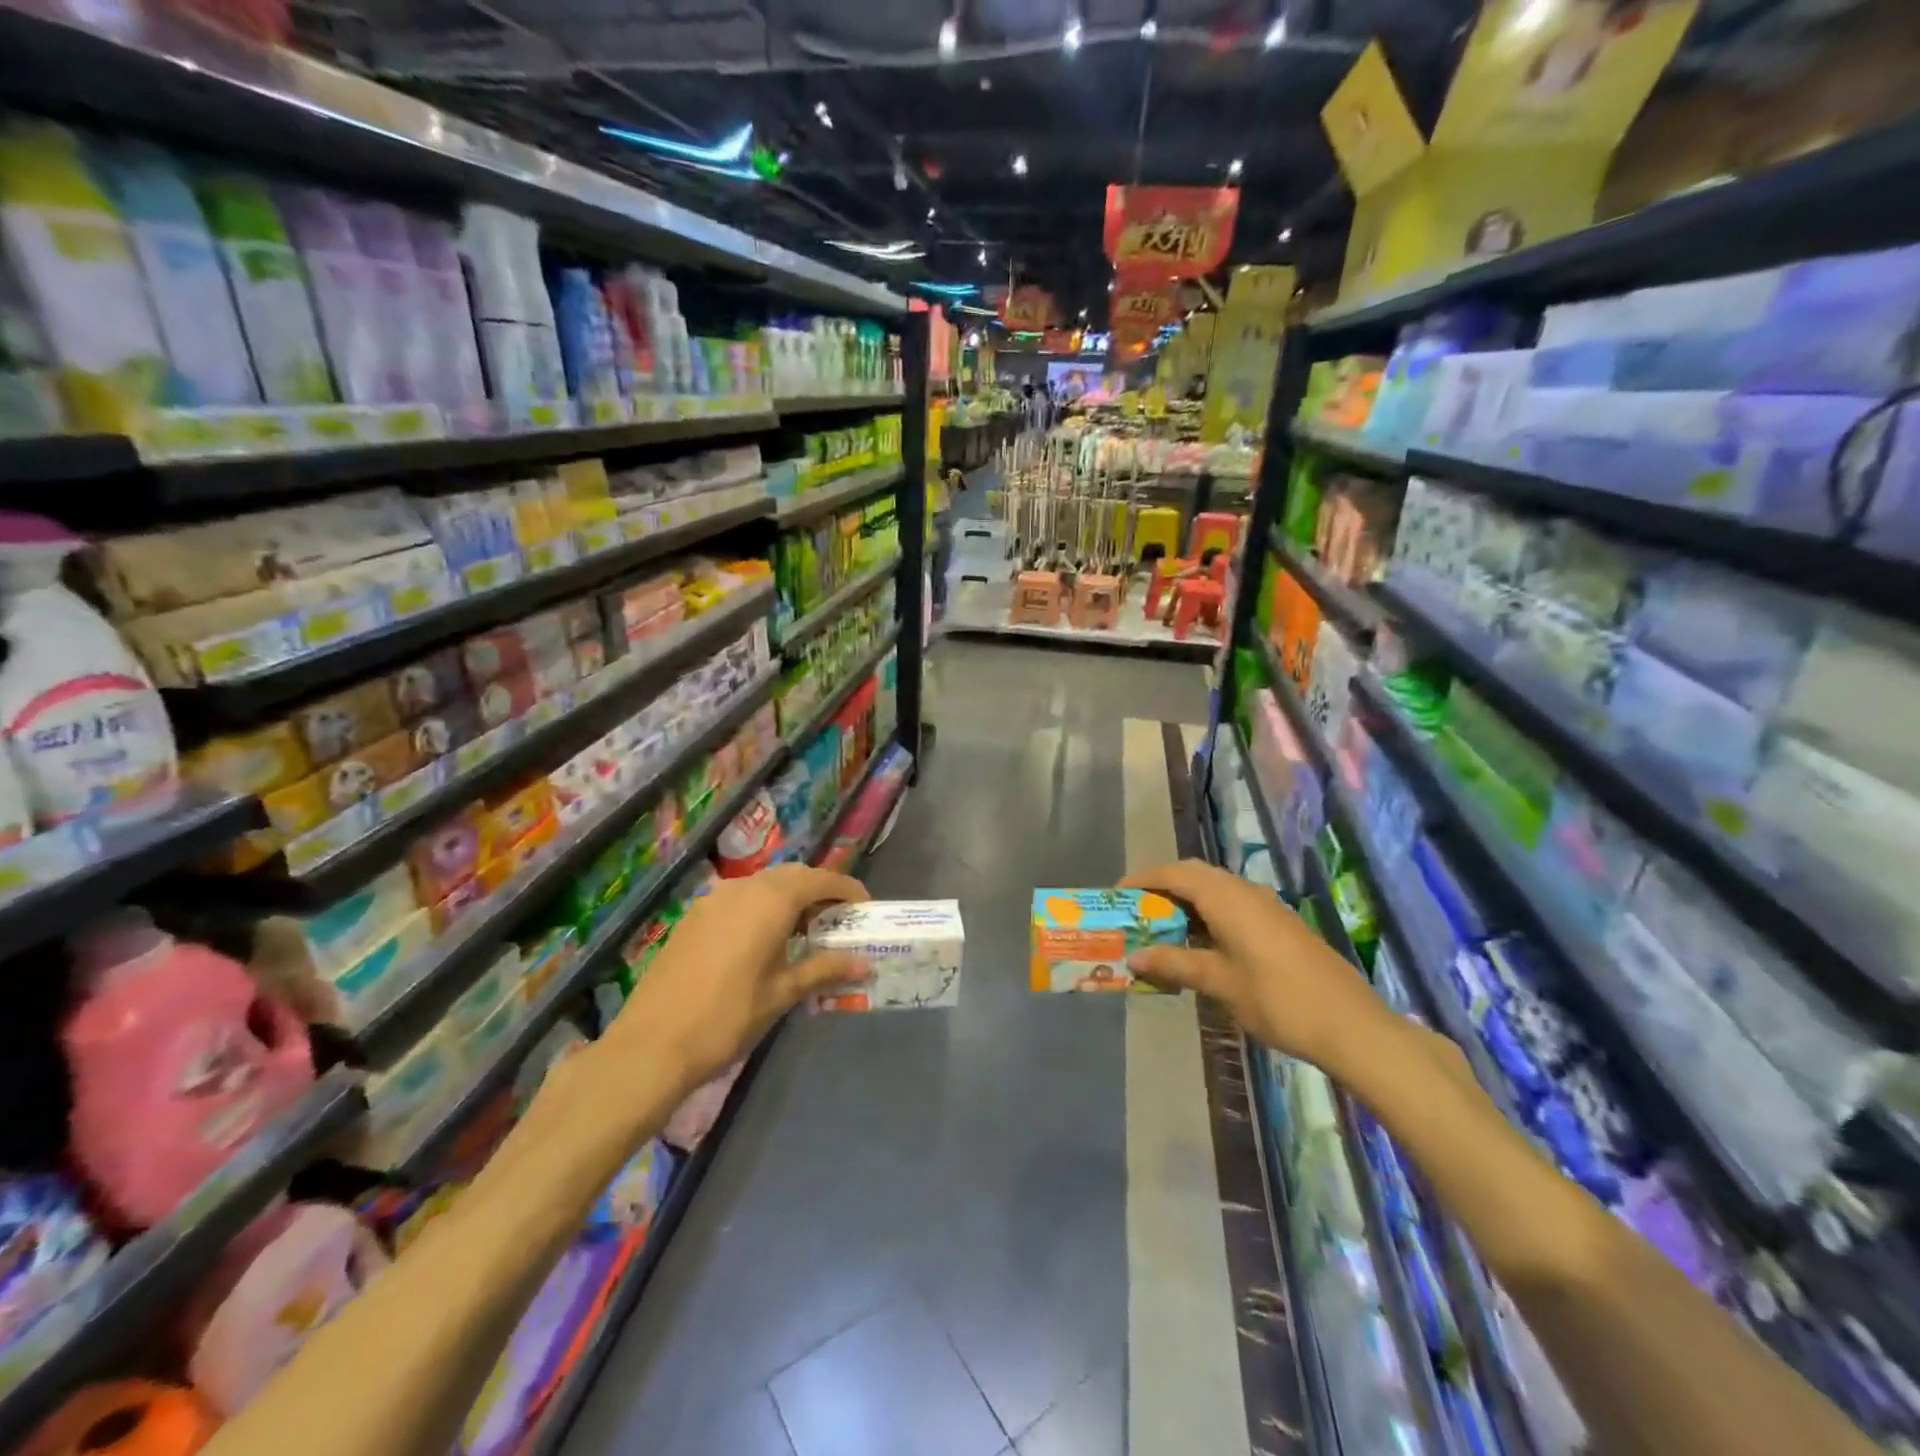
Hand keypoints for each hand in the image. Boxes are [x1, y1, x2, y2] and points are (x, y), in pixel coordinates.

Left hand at [610, 865, 870, 1086]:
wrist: (651, 1045)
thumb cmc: (726, 1018)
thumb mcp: (782, 994)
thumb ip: (823, 969)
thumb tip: (863, 963)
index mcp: (770, 901)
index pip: (820, 879)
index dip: (846, 888)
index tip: (864, 907)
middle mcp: (742, 888)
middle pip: (792, 876)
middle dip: (819, 890)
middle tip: (838, 919)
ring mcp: (713, 900)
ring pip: (763, 884)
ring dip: (789, 898)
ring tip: (804, 931)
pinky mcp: (693, 917)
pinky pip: (739, 898)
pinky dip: (761, 907)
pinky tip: (764, 940)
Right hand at [1120, 860, 1394, 1070]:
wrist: (1351, 1025)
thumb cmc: (1278, 1000)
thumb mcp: (1219, 982)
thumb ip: (1175, 964)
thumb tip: (1134, 957)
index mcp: (1227, 897)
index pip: (1175, 873)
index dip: (1143, 880)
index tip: (1116, 896)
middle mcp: (1245, 891)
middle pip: (1195, 875)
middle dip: (1162, 888)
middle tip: (1136, 912)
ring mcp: (1266, 906)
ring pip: (1216, 890)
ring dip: (1186, 903)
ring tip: (1161, 929)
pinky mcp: (1279, 924)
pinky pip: (1233, 905)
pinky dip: (1208, 915)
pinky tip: (1201, 946)